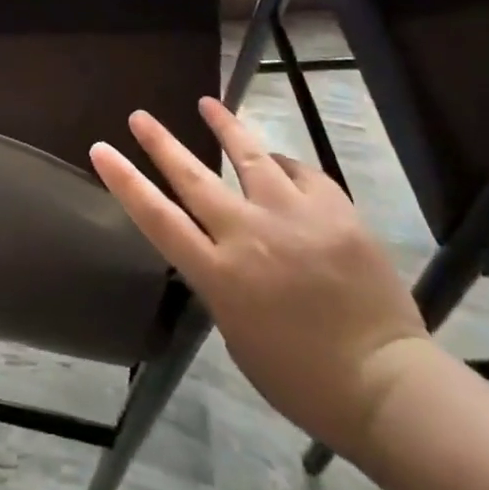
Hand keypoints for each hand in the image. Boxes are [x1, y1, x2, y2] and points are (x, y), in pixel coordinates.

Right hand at [91, 98, 431, 459]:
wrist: (387, 385)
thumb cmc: (304, 378)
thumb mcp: (240, 334)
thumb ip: (223, 281)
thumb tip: (222, 246)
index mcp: (220, 275)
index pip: (158, 218)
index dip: (125, 181)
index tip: (101, 149)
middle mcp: (248, 234)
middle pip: (193, 176)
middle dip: (161, 142)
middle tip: (140, 115)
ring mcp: (292, 215)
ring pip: (249, 154)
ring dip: (225, 126)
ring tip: (208, 104)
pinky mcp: (333, 209)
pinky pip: (301, 172)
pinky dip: (285, 166)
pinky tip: (280, 162)